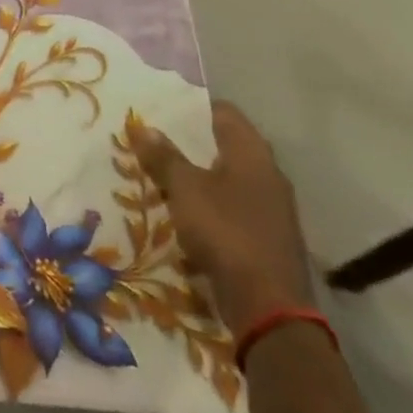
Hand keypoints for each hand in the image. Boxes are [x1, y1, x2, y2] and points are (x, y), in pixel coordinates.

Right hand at [129, 100, 314, 335]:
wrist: (268, 306)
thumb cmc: (226, 232)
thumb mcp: (184, 189)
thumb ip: (164, 157)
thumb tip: (142, 126)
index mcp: (253, 155)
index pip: (225, 113)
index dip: (193, 106)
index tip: (162, 107)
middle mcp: (267, 175)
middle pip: (226, 145)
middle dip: (189, 142)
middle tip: (152, 139)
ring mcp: (270, 208)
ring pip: (227, 177)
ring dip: (197, 174)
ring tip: (159, 172)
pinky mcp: (265, 236)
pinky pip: (230, 206)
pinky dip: (207, 202)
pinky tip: (182, 209)